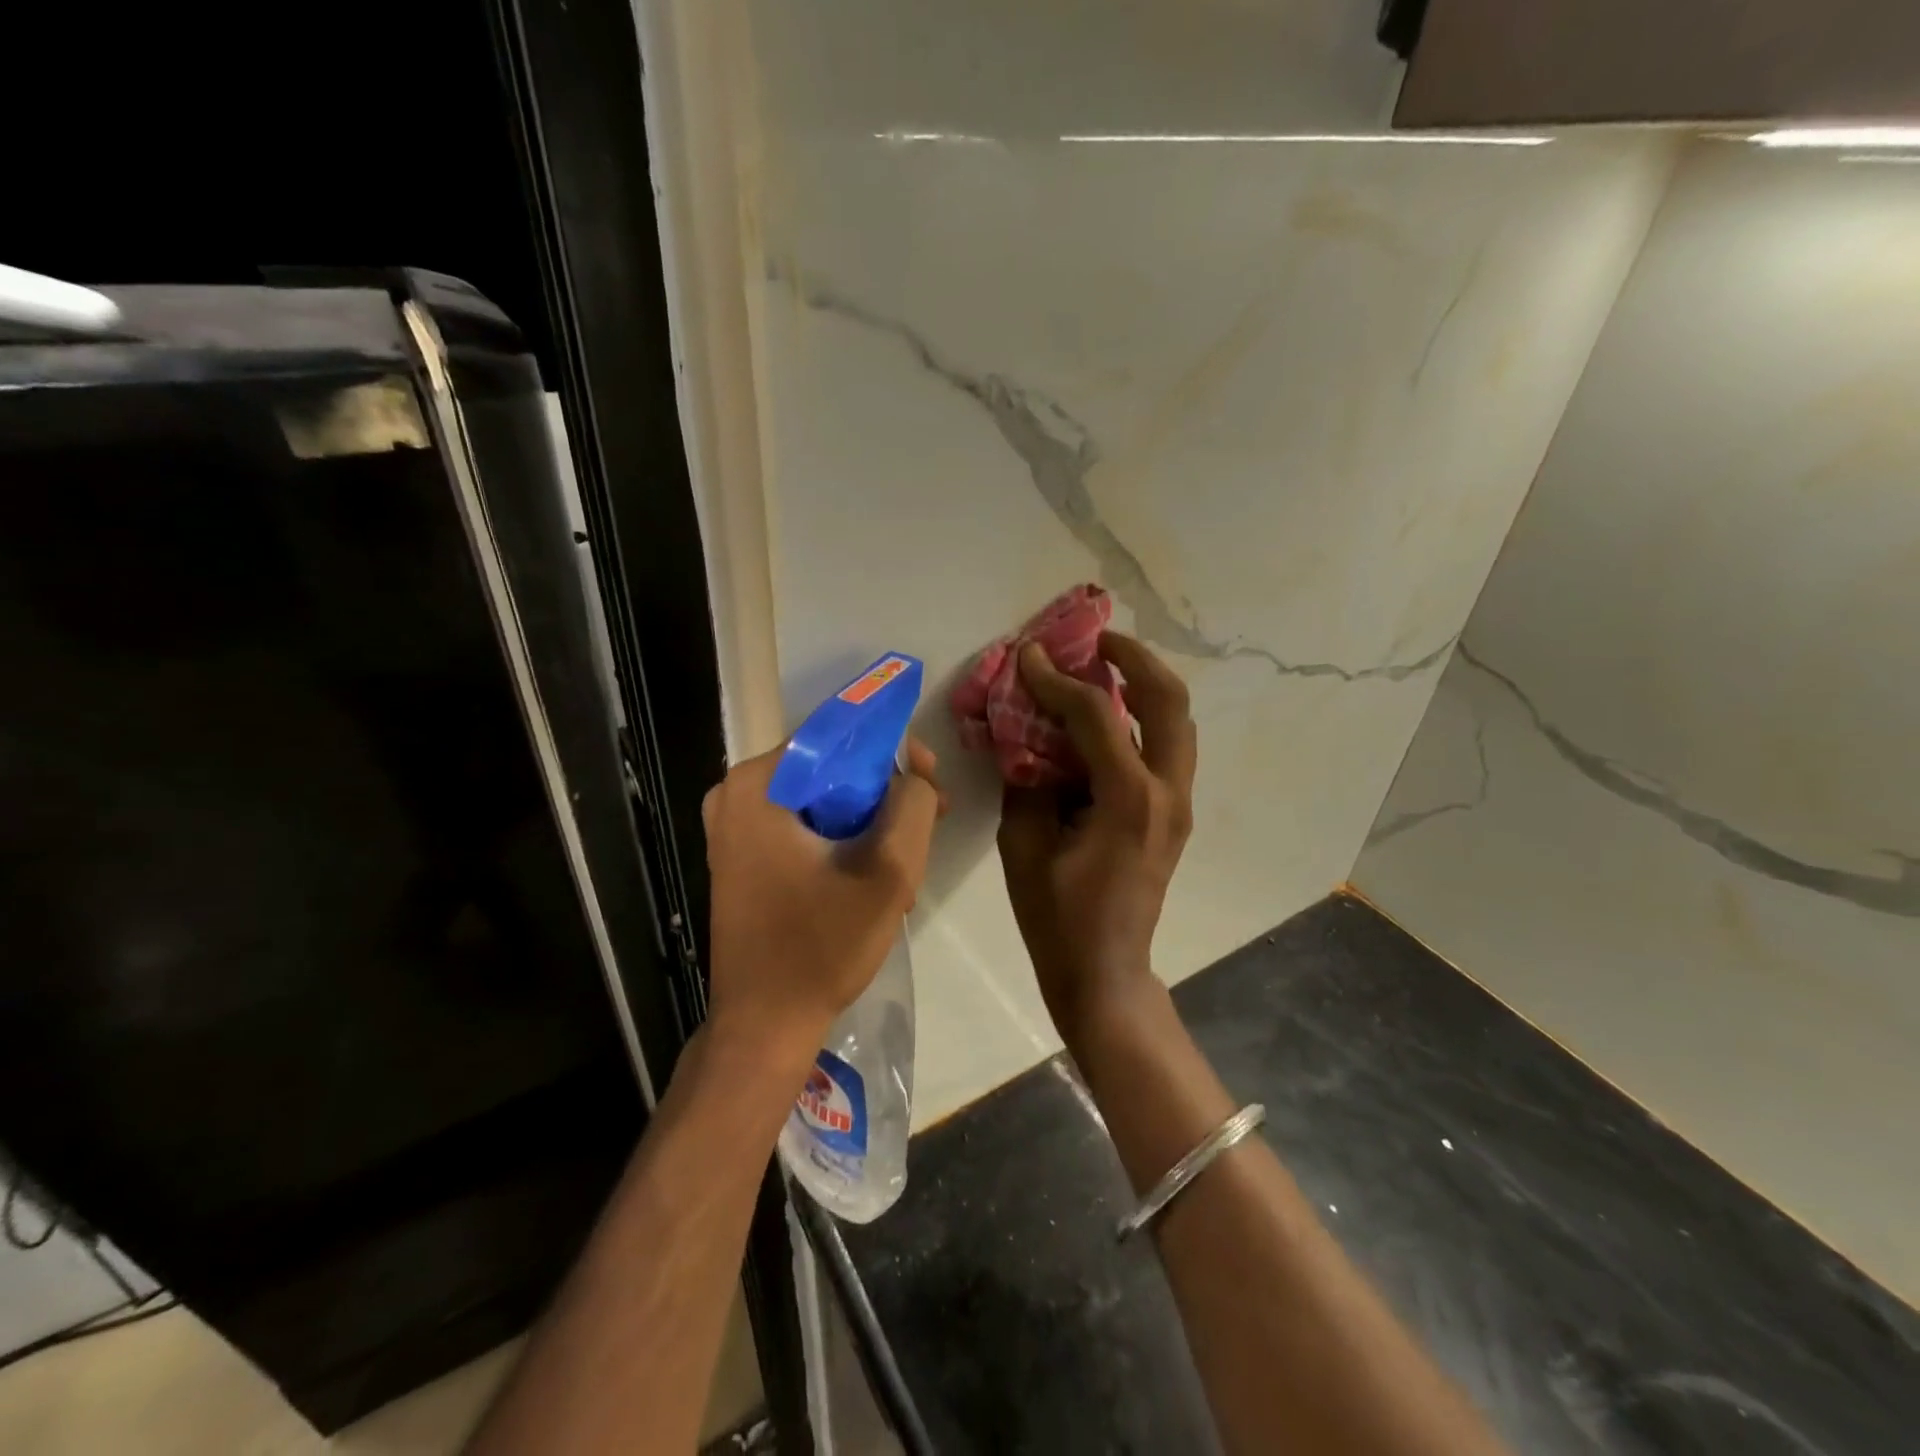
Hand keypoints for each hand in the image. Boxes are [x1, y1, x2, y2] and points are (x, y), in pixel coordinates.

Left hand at [703, 739, 944, 1058]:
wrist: (765, 1025)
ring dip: (869, 821)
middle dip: (885, 792)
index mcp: (757, 784)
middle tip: (929, 820)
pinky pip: (804, 826)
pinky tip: (873, 877)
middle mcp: (735, 794)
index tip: (929, 779)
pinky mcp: (741, 857)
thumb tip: (914, 774)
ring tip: (908, 861)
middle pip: (830, 768)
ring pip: (822, 799)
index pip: (837, 736)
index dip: (892, 751)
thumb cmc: (821, 947)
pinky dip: (842, 841)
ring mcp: (734, 827)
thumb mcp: (888, 871)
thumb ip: (913, 804)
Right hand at [997, 632, 1196, 1039]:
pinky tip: (1106, 718)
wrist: (1105, 971)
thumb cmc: (1057, 916)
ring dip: (1145, 686)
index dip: (1058, 679)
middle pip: (1170, 701)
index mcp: (1128, 800)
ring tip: (1105, 667)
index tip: (1029, 655)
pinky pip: (1166, 748)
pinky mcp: (1174, 814)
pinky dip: (1142, 720)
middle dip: (1135, 659)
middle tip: (1097, 641)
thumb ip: (1025, 781)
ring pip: (1178, 721)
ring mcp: (1178, 803)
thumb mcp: (1022, 845)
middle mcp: (1166, 792)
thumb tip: (1023, 736)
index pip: (1096, 715)